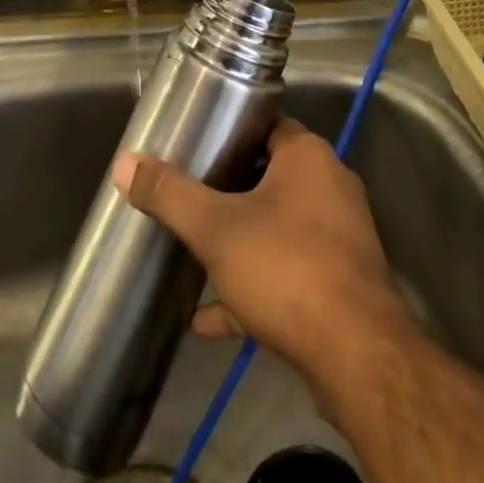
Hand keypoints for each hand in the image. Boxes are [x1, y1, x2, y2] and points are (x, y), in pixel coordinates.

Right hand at [113, 119, 415, 390]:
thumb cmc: (287, 268)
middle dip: (230, 189)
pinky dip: (254, 289)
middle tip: (189, 196)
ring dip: (240, 243)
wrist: (358, 357)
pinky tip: (209, 319)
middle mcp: (330, 186)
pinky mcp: (340, 283)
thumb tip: (125, 164)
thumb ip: (171, 195)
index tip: (197, 144)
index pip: (266, 125)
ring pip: (279, 228)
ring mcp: (339, 237)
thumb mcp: (217, 229)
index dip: (231, 132)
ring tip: (195, 254)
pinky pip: (289, 274)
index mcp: (308, 156)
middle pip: (271, 175)